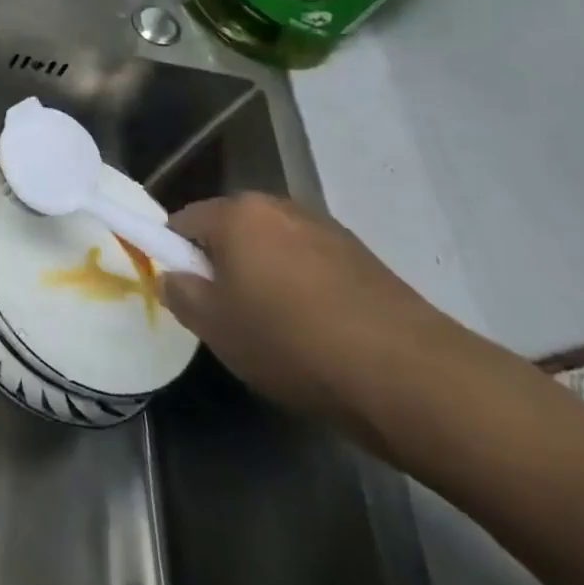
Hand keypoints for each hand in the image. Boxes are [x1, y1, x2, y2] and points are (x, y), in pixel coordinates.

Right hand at [158, 193, 471, 430]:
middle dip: (223, 265)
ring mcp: (326, 229)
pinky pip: (312, 265)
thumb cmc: (292, 343)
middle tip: (229, 316)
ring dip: (265, 276)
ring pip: (273, 248)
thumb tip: (173, 277)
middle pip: (231, 230)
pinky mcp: (364, 257)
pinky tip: (319, 333)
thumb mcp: (216, 328)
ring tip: (278, 330)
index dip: (176, 257)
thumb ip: (180, 294)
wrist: (410, 377)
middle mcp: (279, 206)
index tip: (188, 296)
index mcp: (236, 213)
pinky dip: (304, 289)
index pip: (183, 221)